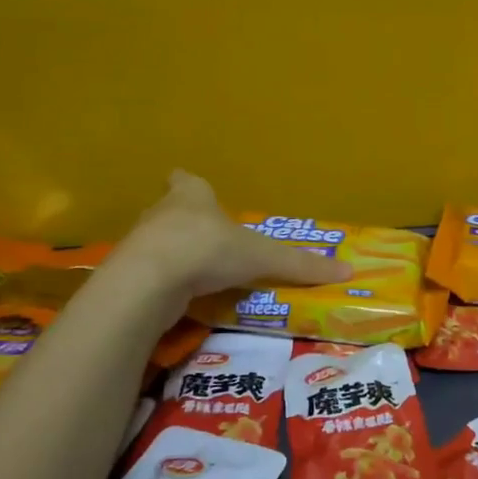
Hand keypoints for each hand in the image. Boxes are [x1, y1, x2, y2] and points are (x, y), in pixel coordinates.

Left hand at [110, 171, 352, 301]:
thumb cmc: (207, 249)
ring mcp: (141, 242)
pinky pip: (149, 274)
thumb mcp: (262, 258)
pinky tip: (177, 298)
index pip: (187, 180)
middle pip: (171, 209)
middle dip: (186, 221)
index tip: (197, 191)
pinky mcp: (129, 273)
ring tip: (195, 273)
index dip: (191, 185)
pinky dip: (162, 283)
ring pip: (157, 242)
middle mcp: (162, 212)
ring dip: (172, 254)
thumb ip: (299, 266)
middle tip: (208, 239)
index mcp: (192, 195)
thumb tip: (348, 271)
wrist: (149, 280)